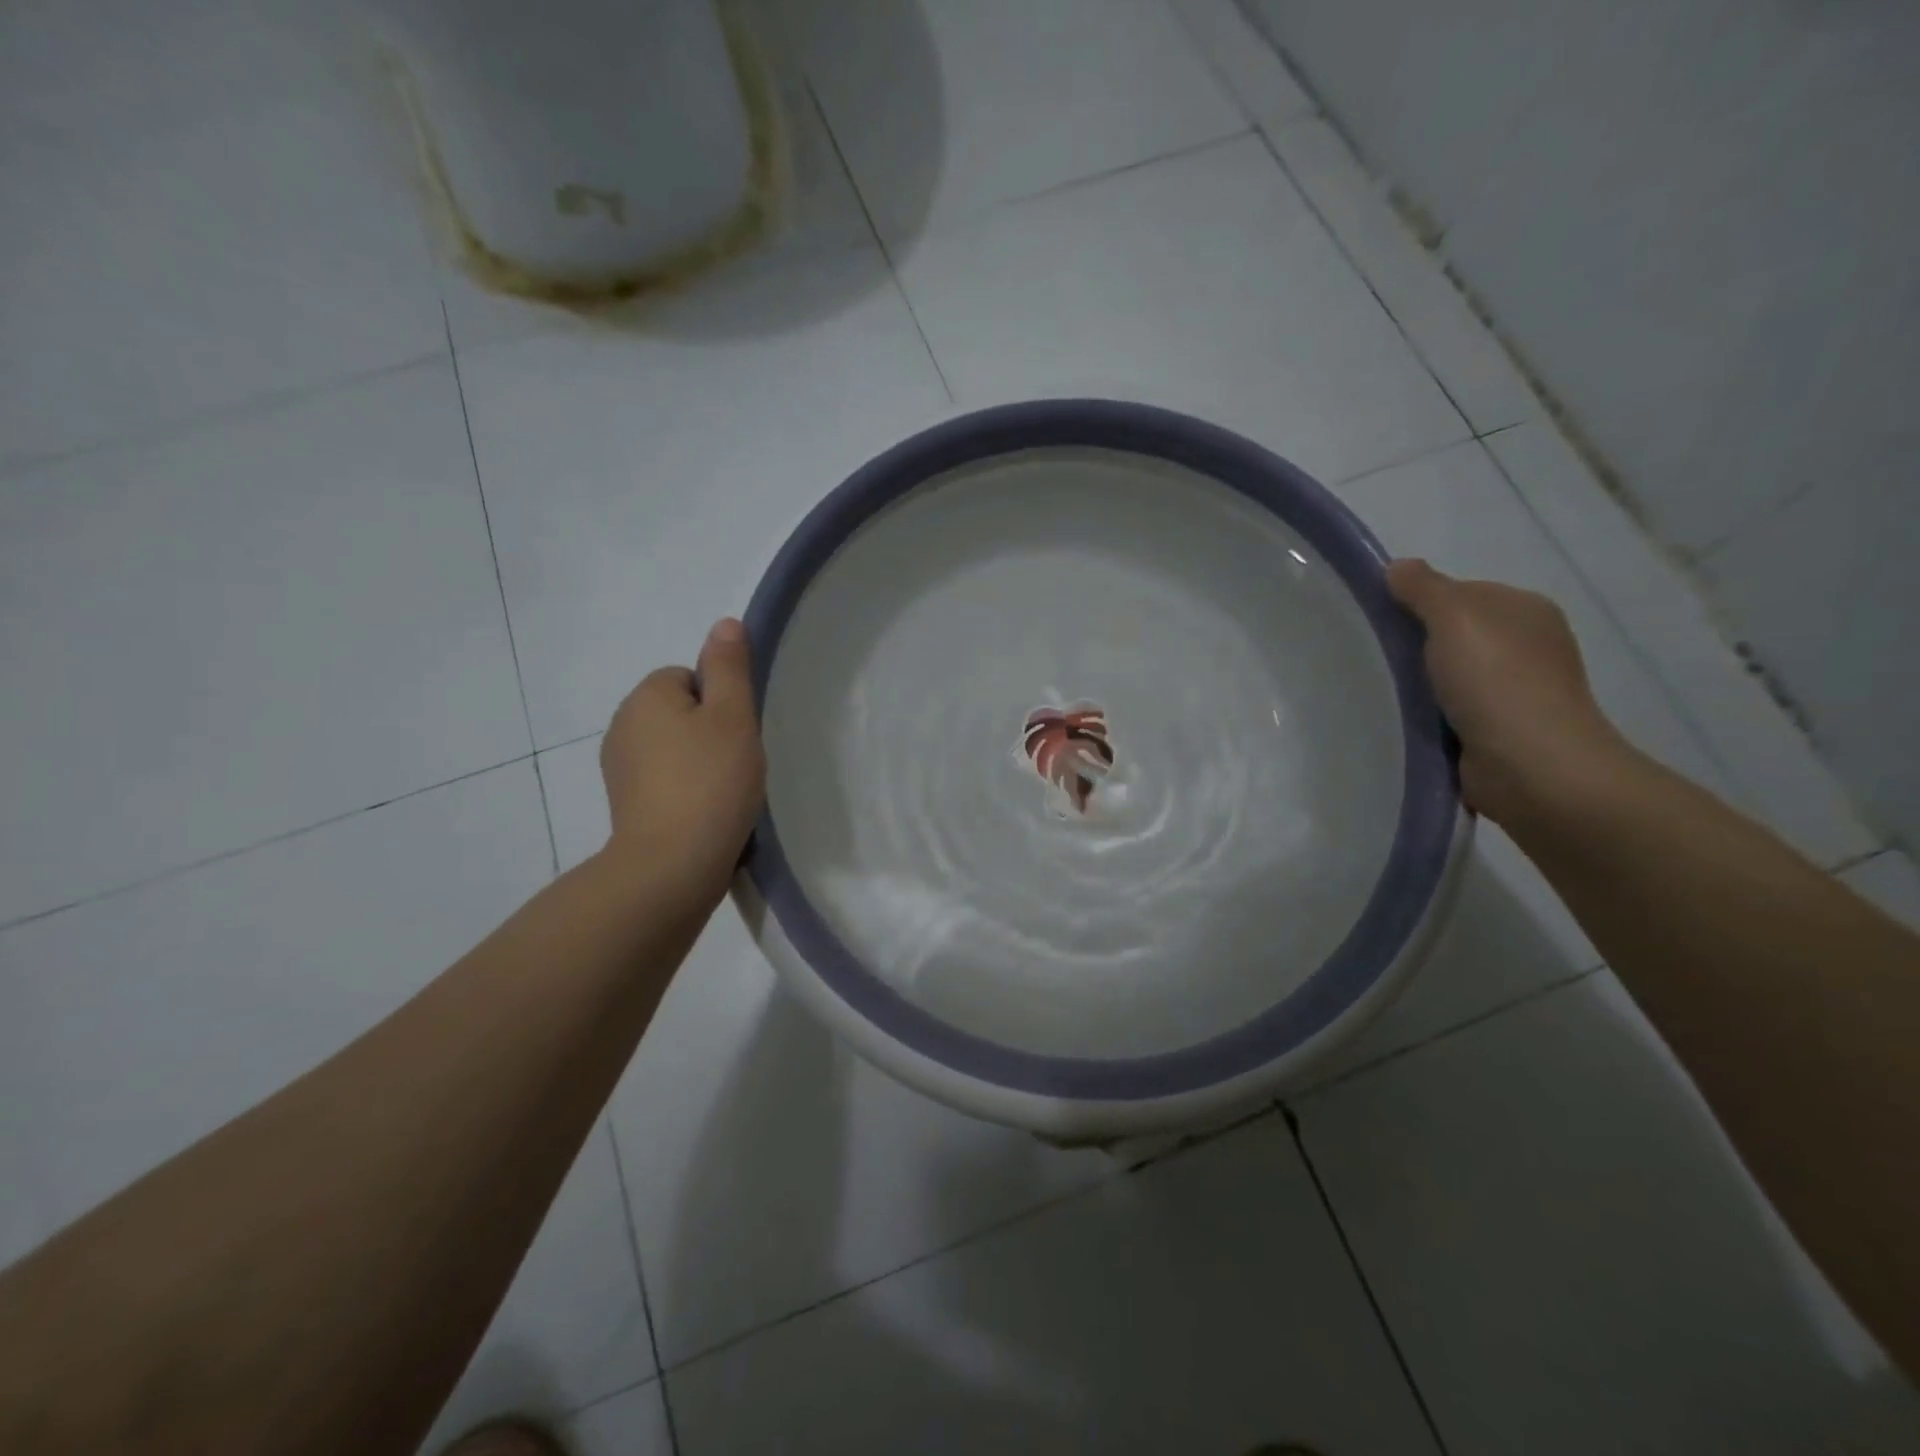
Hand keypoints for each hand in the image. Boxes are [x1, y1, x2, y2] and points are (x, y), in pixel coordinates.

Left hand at [599, 618, 766, 906]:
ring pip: (674, 749)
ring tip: (724, 794)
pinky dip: (685, 791)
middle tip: (736, 764)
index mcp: (646, 696)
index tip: (737, 735)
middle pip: (681, 712)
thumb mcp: (732, 716)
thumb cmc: (710, 782)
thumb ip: (729, 667)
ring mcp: (619, 768)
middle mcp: (622, 725)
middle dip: (710, 732)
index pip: (690, 678)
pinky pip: (664, 781)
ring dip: (699, 763)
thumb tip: (723, 623)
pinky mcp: (625, 805)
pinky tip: (706, 814)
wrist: (672, 865)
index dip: (721, 703)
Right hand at [1386, 559, 1630, 824]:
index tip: (1383, 623)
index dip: (1419, 603)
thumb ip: (1424, 589)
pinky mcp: (1500, 730)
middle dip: (1417, 646)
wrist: (1531, 766)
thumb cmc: (1495, 681)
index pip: (1460, 593)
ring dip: (1421, 684)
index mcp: (1525, 610)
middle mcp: (1527, 645)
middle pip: (1454, 634)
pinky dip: (1430, 715)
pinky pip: (1453, 711)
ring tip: (1385, 693)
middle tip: (1376, 659)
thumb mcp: (1454, 618)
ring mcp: (1516, 691)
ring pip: (1451, 675)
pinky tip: (1409, 721)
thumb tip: (1397, 566)